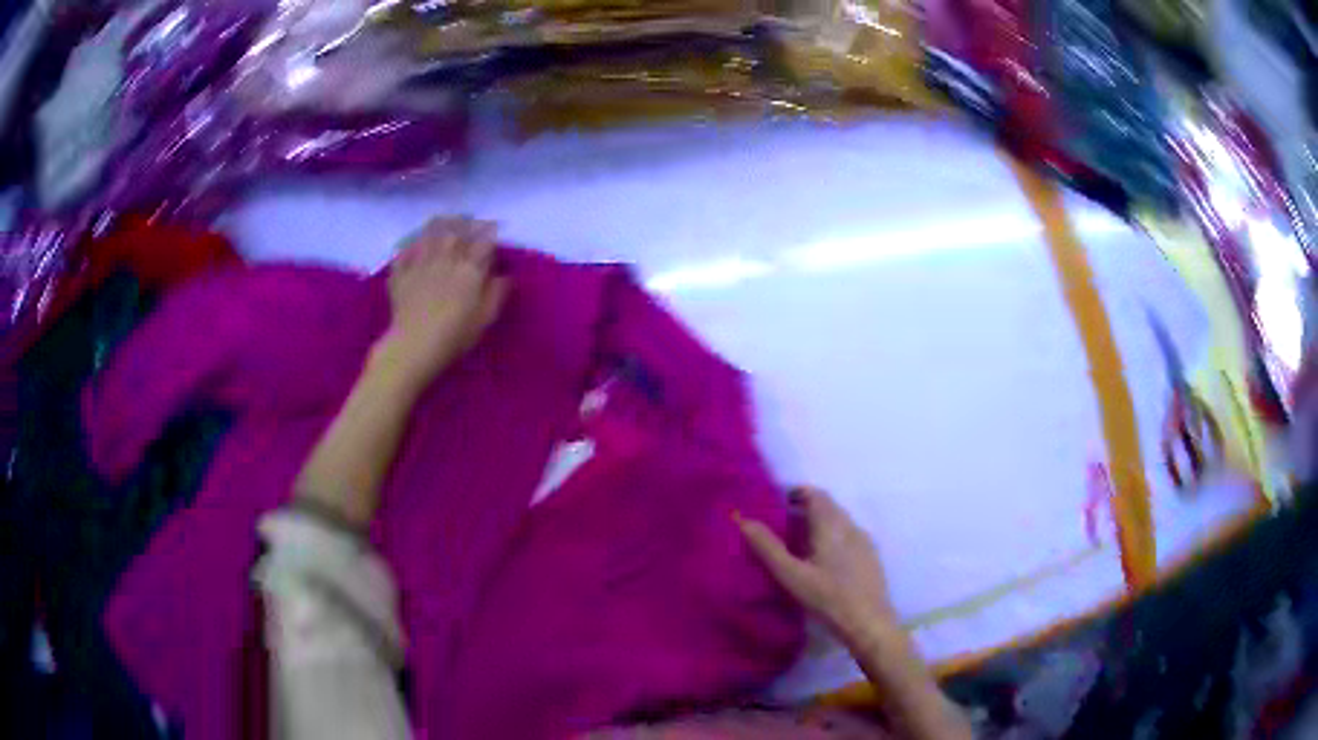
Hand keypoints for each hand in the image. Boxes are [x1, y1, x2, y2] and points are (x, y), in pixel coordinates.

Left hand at [383, 216, 508, 386]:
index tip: (495, 228)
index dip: (490, 231)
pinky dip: (410, 246)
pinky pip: (404, 252)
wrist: (414, 345)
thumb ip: (496, 293)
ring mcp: (420, 264)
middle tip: (471, 221)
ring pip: (430, 234)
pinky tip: (414, 245)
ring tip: (445, 220)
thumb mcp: (485, 318)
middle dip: (466, 223)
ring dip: (439, 224)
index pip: (483, 241)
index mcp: (469, 269)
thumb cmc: (455, 335)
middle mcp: (445, 258)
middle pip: (456, 231)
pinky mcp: (401, 274)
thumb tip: (504, 275)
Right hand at [736, 487, 896, 639]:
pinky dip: (832, 537)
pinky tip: (822, 561)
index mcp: (831, 525)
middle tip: (781, 525)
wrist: (869, 622)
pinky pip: (848, 536)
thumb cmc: (828, 598)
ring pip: (839, 521)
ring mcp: (864, 541)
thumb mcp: (792, 575)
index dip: (796, 493)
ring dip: (819, 523)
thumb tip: (744, 520)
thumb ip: (768, 548)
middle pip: (828, 506)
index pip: (815, 494)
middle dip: (805, 509)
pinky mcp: (870, 557)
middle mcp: (850, 526)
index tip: (776, 504)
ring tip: (798, 544)